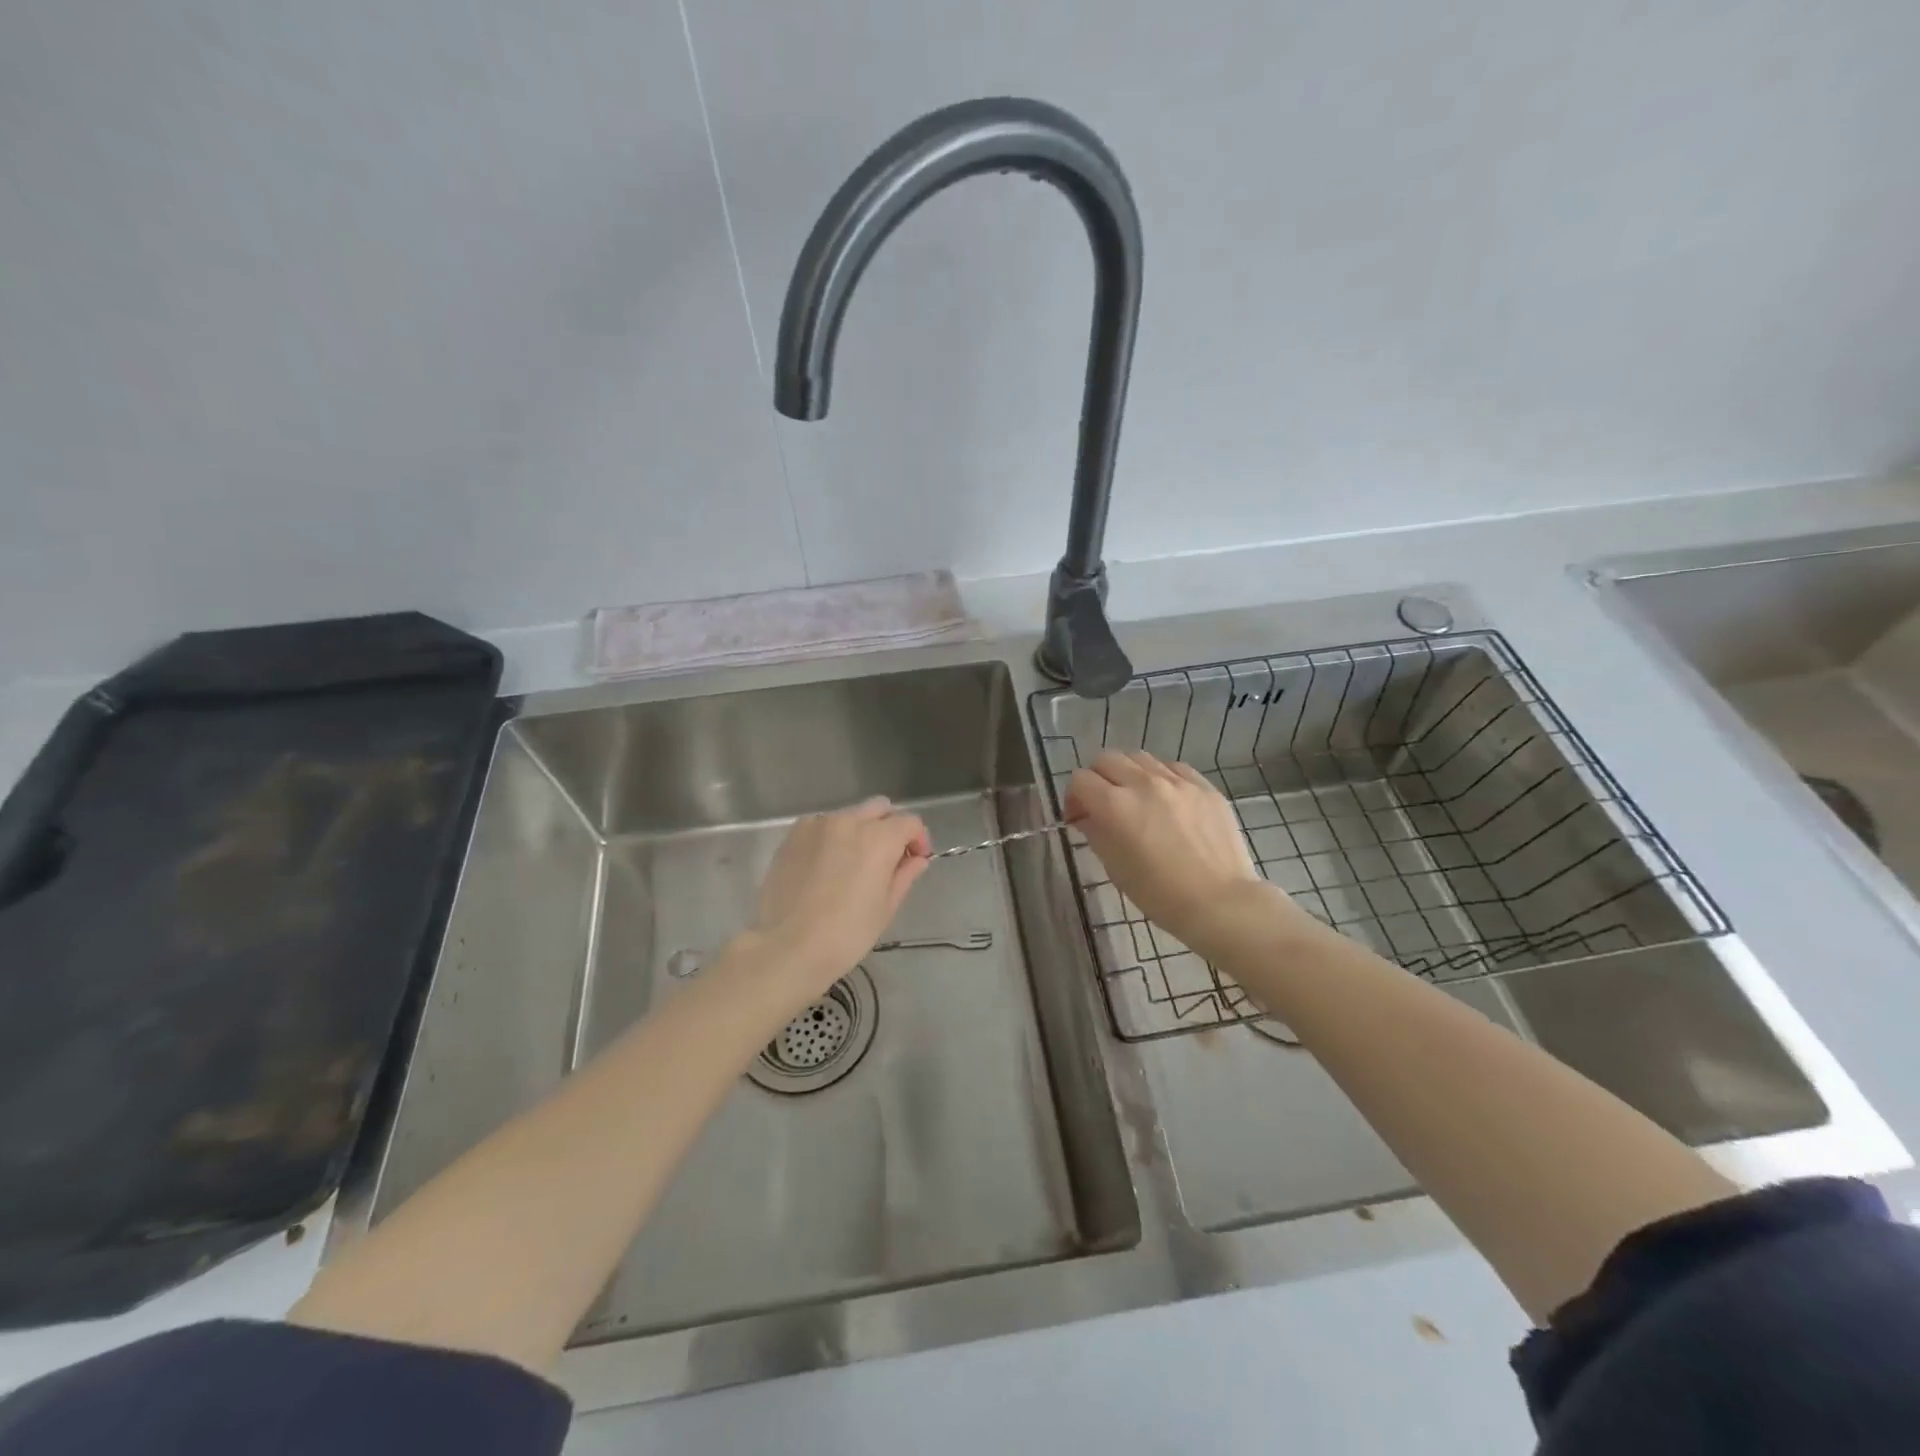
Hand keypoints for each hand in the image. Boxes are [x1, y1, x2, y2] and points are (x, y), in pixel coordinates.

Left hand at [749, 798, 931, 993]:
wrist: (788, 947)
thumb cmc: (846, 934)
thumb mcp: (885, 908)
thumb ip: (905, 875)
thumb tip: (917, 859)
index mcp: (879, 839)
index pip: (910, 822)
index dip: (918, 840)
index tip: (915, 861)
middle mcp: (849, 821)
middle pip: (880, 808)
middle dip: (890, 828)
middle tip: (887, 859)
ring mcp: (818, 824)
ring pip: (850, 815)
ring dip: (860, 831)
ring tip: (851, 864)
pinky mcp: (794, 834)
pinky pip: (822, 825)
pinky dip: (831, 837)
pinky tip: (825, 866)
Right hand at [1065, 750, 1279, 957]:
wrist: (1220, 902)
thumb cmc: (1159, 894)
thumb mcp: (1115, 867)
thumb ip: (1096, 833)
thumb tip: (1087, 817)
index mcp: (1116, 806)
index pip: (1080, 780)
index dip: (1073, 797)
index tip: (1079, 817)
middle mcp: (1144, 783)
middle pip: (1107, 759)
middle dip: (1097, 778)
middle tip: (1102, 804)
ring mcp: (1178, 781)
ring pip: (1140, 758)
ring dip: (1128, 773)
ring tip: (1135, 798)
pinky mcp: (1204, 786)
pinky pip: (1173, 767)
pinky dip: (1160, 776)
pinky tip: (1166, 798)